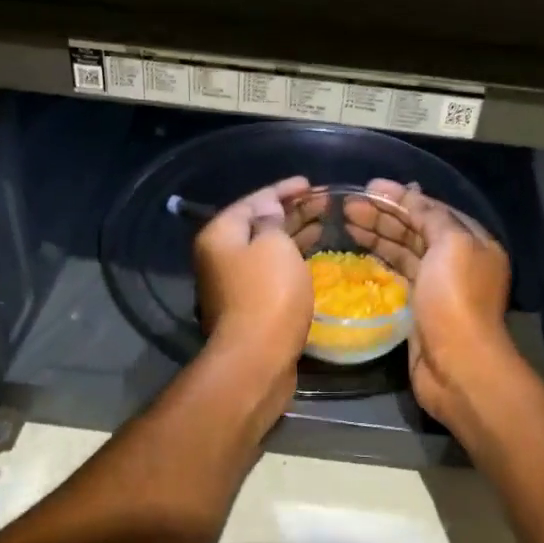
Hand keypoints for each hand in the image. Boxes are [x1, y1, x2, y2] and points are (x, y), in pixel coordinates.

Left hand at [194, 177, 315, 411]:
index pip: (253, 200)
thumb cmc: (267, 293)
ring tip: (323, 225)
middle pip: (258, 224)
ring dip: (293, 236)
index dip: (282, 190)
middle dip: (290, 211)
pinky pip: (272, 272)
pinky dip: (291, 260)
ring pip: (267, 249)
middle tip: (323, 203)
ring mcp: (233, 283)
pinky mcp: (250, 305)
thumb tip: (269, 212)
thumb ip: (272, 220)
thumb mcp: (273, 244)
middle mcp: (220, 256)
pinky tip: (312, 258)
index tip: (309, 184)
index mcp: (220, 235)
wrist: (257, 358)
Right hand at [343, 179, 515, 435]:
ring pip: (403, 251)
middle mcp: (457, 260)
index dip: (400, 196)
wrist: (458, 366)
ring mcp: (437, 286)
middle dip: (383, 214)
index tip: (367, 187)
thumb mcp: (451, 245)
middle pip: (415, 229)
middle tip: (346, 206)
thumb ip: (431, 216)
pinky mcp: (418, 308)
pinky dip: (378, 261)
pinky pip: (396, 275)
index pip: (432, 209)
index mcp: (472, 240)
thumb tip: (410, 195)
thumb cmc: (455, 300)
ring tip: (345, 223)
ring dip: (377, 235)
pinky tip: (356, 252)